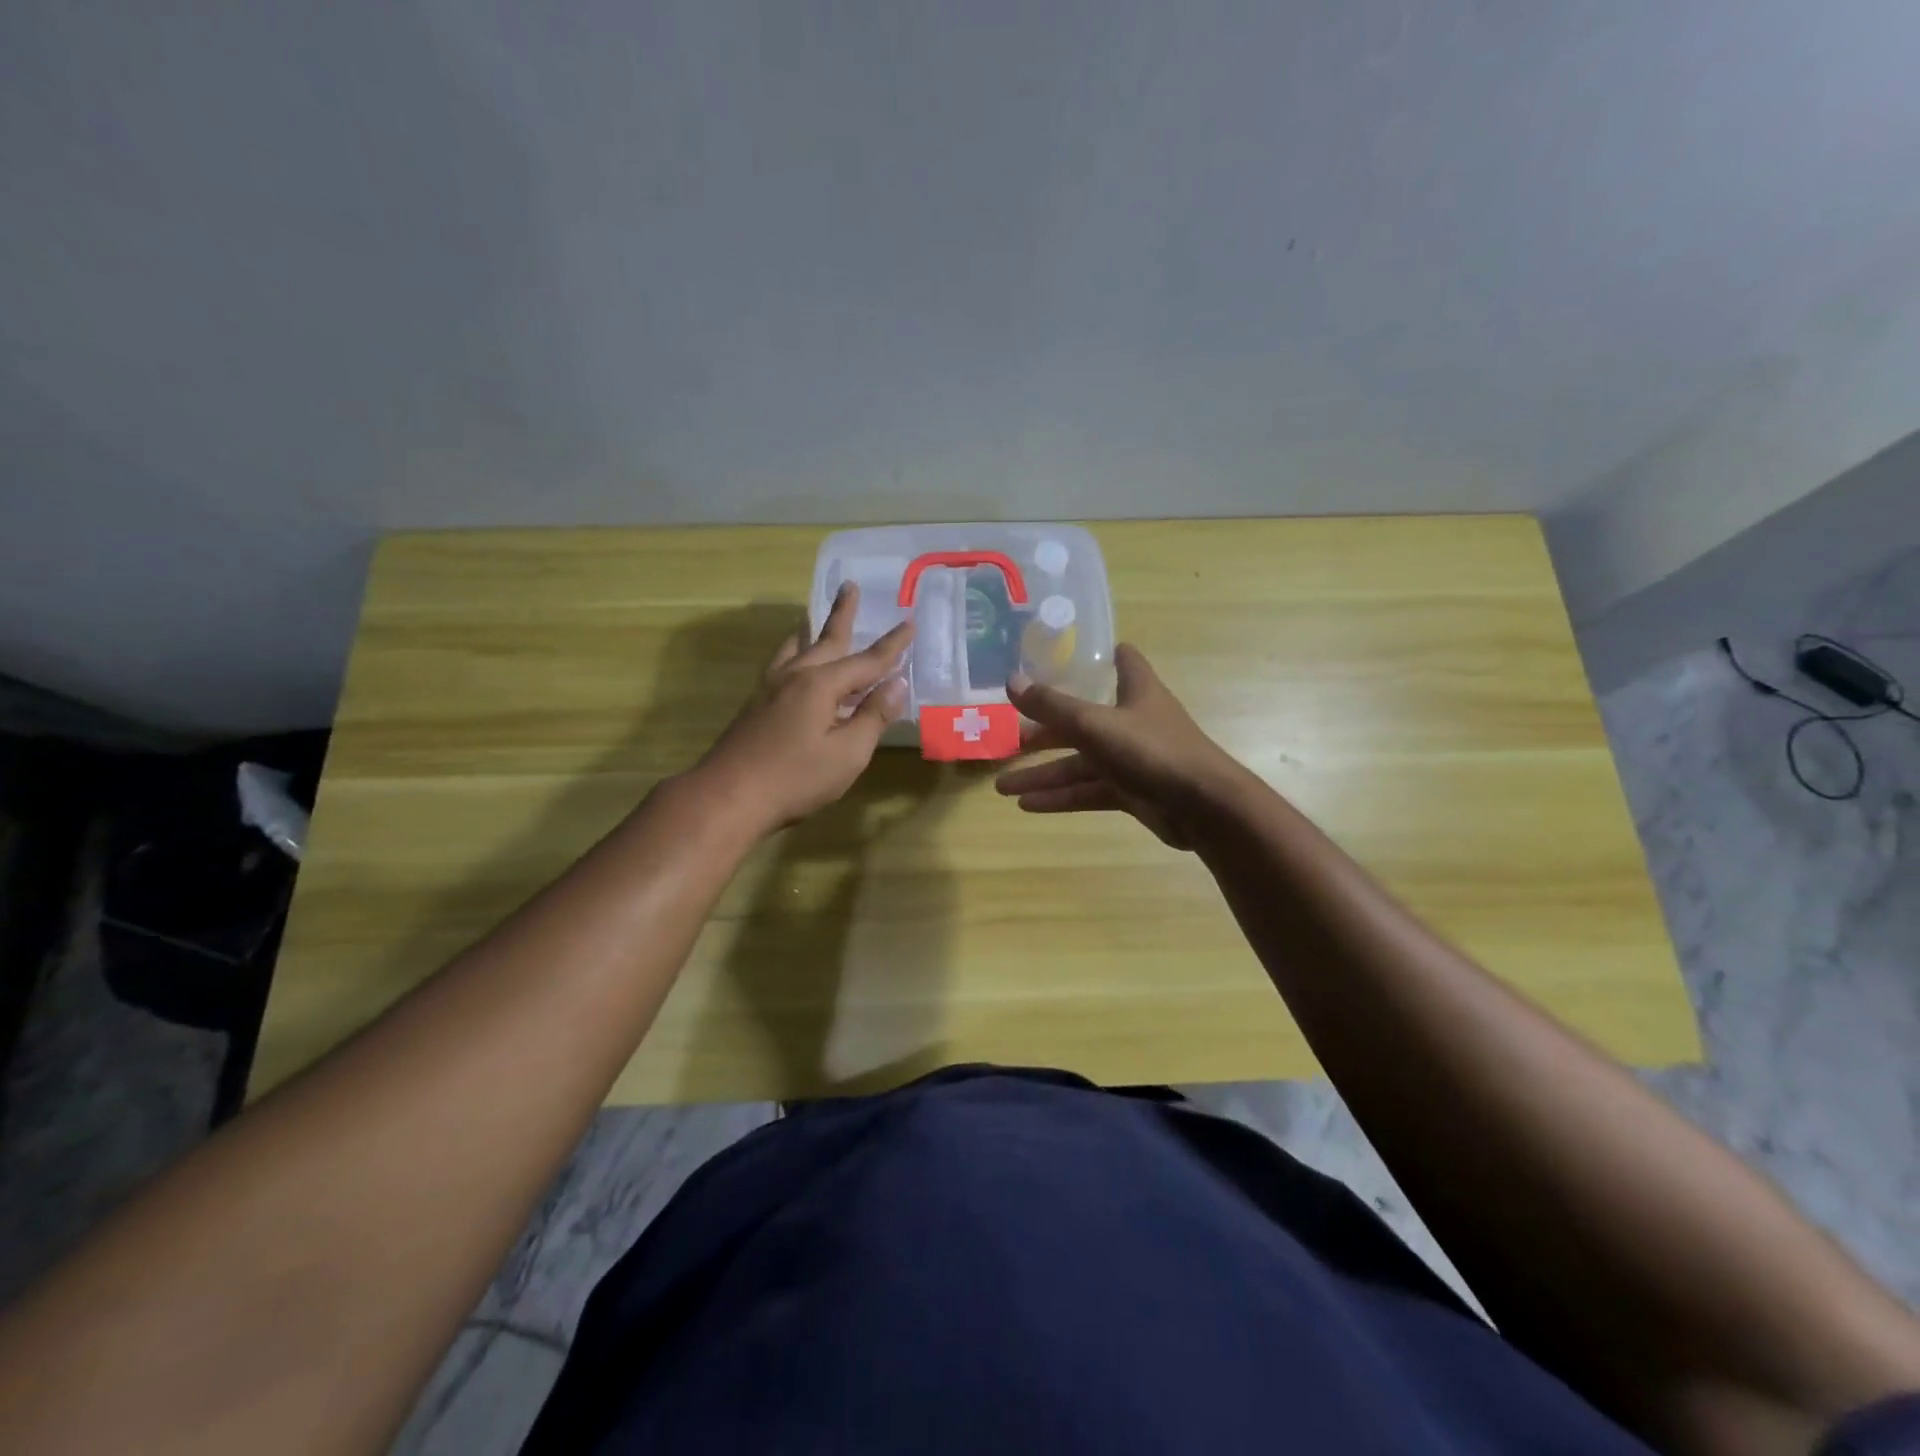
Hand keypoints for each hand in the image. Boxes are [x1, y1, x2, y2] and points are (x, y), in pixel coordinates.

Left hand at [690, 584, 912, 833]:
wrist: (728, 797)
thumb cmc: (795, 779)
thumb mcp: (847, 754)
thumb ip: (873, 717)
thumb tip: (897, 684)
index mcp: (821, 685)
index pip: (867, 660)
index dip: (892, 645)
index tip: (909, 622)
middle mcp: (795, 676)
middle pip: (825, 639)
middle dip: (843, 614)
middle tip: (850, 586)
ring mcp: (770, 688)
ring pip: (796, 648)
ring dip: (811, 630)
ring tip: (814, 617)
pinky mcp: (756, 704)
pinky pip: (781, 663)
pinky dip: (794, 651)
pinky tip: (792, 662)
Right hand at [995, 644, 1243, 849]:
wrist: (1204, 807)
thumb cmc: (1152, 750)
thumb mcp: (1095, 724)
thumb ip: (1052, 706)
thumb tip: (1010, 681)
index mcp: (1135, 691)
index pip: (1121, 660)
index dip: (1095, 655)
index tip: (1060, 656)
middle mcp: (1132, 721)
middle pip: (1081, 721)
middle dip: (1044, 732)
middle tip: (1007, 741)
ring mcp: (1132, 759)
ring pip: (1080, 763)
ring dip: (1043, 774)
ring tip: (1001, 786)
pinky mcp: (1132, 792)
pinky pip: (1089, 791)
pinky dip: (1061, 797)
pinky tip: (1028, 806)